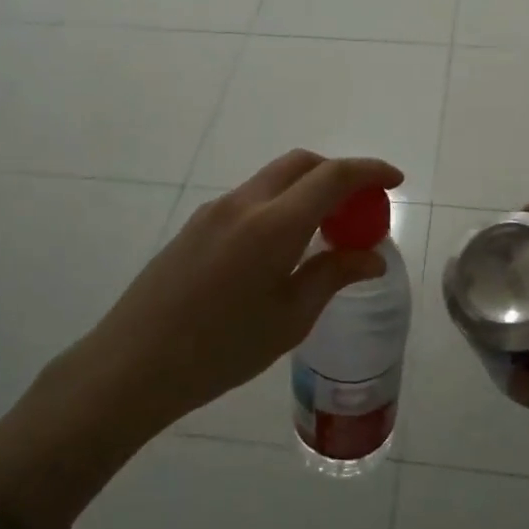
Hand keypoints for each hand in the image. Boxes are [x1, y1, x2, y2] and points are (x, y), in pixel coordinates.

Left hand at [0, 152, 402, 528]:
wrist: (133, 364)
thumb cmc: (220, 350)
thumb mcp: (289, 319)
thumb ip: (333, 276)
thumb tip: (371, 257)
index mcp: (273, 225)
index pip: (333, 176)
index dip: (369, 172)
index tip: (395, 181)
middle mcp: (244, 204)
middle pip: (301, 164)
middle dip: (339, 173)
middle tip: (362, 206)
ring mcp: (215, 211)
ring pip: (273, 179)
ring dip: (308, 189)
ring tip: (327, 230)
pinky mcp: (196, 226)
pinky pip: (251, 199)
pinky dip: (281, 204)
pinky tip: (285, 246)